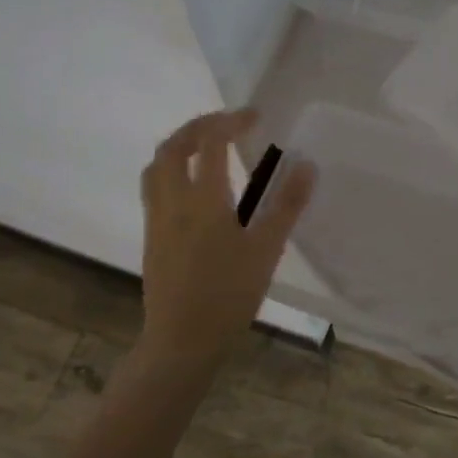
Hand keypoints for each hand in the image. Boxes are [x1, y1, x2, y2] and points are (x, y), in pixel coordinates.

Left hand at [138, 110, 313, 360]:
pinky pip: (155, 187)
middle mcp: (172, 201)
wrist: (182, 341)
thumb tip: (306, 165)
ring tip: (207, 147)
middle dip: (199, 126)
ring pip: (157, 166)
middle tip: (226, 124)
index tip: (255, 116)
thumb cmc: (228, 295)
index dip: (231, 121)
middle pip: (174, 146)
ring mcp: (157, 219)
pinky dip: (173, 169)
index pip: (212, 143)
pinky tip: (195, 187)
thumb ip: (286, 205)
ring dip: (180, 145)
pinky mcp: (152, 237)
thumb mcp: (266, 250)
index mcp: (203, 200)